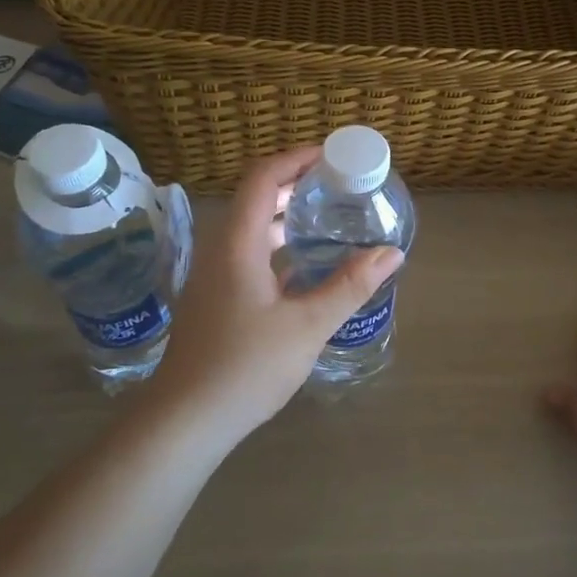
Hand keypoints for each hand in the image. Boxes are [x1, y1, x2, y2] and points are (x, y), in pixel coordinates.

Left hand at [148, 146, 402, 447]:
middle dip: (297, 184)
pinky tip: (307, 266)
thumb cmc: (244, 367)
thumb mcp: (307, 326)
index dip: (296, 158)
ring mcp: (215, 275)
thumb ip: (349, 286)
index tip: (332, 156)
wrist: (184, 421)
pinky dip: (278, 246)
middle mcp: (221, 249)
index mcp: (238, 243)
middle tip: (339, 186)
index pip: (263, 176)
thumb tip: (391, 252)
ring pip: (253, 228)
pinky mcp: (217, 298)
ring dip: (287, 216)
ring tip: (328, 219)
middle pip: (257, 197)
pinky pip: (250, 254)